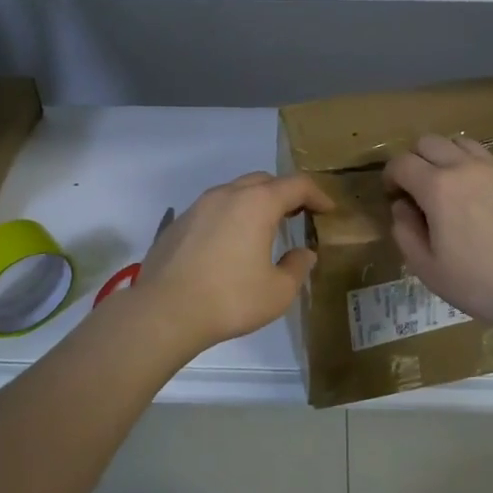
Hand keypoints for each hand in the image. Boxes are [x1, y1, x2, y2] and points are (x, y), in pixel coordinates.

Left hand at [134, 171, 334, 355]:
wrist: (164, 311)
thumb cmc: (230, 299)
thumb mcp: (278, 291)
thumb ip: (297, 267)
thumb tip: (304, 253)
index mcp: (257, 203)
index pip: (296, 185)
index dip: (317, 195)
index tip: (328, 210)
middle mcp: (227, 194)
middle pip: (263, 181)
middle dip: (285, 193)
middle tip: (299, 215)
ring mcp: (198, 206)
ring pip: (235, 192)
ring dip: (255, 203)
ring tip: (265, 228)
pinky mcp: (178, 223)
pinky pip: (213, 209)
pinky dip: (231, 216)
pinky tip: (230, 244)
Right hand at [384, 134, 492, 333]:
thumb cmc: (480, 282)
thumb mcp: (428, 268)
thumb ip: (405, 232)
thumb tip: (402, 207)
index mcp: (437, 187)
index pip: (401, 162)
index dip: (390, 177)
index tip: (393, 196)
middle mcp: (464, 167)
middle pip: (428, 142)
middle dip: (414, 160)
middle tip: (416, 190)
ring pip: (458, 142)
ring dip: (443, 157)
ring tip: (447, 186)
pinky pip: (484, 156)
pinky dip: (469, 165)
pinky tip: (475, 195)